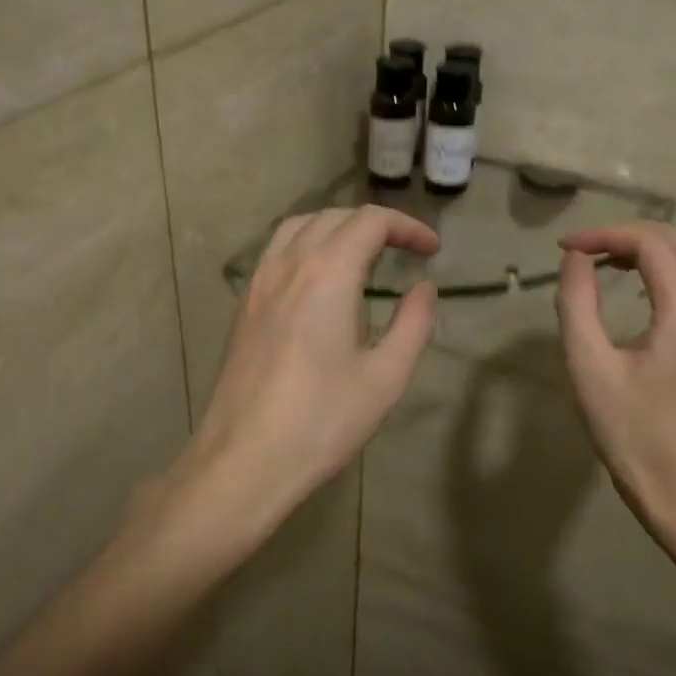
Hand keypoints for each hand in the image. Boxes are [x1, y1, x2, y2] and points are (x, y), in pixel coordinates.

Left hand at [183, 206, 438, 536]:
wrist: (245, 459)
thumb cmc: (322, 421)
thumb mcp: (385, 377)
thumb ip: (413, 324)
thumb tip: (424, 288)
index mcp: (327, 273)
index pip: (370, 222)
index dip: (407, 226)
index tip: (432, 249)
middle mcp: (289, 264)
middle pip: (334, 217)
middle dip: (375, 224)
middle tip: (406, 251)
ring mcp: (259, 282)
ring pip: (299, 226)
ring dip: (337, 227)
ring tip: (364, 254)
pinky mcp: (244, 304)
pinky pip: (277, 250)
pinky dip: (307, 243)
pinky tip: (320, 279)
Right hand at [555, 223, 675, 545]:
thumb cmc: (630, 430)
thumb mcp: (588, 365)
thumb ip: (578, 302)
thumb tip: (575, 258)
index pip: (652, 243)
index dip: (605, 234)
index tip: (565, 248)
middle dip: (626, 235)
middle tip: (581, 253)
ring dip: (651, 247)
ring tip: (607, 262)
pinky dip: (669, 266)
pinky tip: (638, 286)